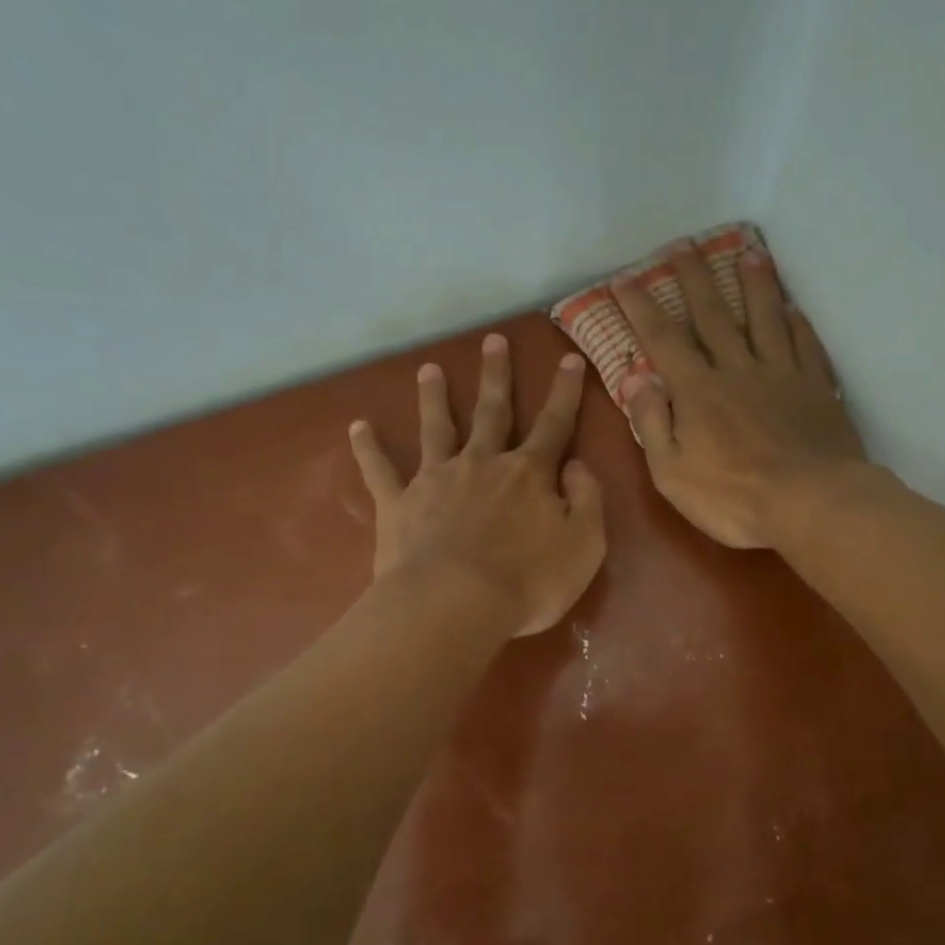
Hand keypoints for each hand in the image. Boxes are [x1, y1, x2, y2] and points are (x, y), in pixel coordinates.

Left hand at [348, 336, 604, 636]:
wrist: (455, 605)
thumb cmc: (528, 581)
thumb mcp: (584, 545)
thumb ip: (587, 500)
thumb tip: (576, 465)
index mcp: (529, 473)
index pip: (554, 424)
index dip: (564, 392)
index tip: (568, 359)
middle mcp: (482, 463)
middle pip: (492, 411)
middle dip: (496, 375)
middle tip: (494, 340)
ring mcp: (436, 479)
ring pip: (437, 428)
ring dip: (434, 397)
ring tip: (428, 369)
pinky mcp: (399, 504)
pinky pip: (380, 471)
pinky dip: (368, 448)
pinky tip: (358, 427)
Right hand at [610, 242, 864, 549]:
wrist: (812, 503)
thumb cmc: (734, 498)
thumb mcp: (672, 473)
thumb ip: (652, 424)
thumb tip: (638, 379)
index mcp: (698, 391)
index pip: (663, 339)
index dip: (641, 308)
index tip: (625, 280)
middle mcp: (738, 369)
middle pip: (713, 314)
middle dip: (695, 278)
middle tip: (684, 245)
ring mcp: (782, 374)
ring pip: (766, 317)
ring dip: (754, 283)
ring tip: (748, 253)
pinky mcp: (816, 387)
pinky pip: (805, 344)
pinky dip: (797, 322)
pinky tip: (793, 308)